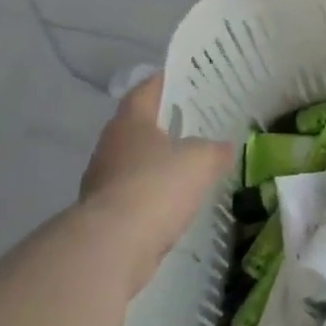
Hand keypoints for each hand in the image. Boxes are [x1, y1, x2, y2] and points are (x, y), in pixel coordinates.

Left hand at [78, 73, 232, 273]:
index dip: (164, 81)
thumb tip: (223, 148)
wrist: (113, 247)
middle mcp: (110, 146)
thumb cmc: (156, 186)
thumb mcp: (201, 160)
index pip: (146, 90)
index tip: (184, 78)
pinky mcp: (104, 216)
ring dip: (156, 164)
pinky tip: (174, 203)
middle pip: (138, 127)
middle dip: (163, 125)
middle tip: (194, 123)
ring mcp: (102, 182)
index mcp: (130, 122)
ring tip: (188, 165)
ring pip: (134, 163)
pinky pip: (133, 196)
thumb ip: (214, 150)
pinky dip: (152, 196)